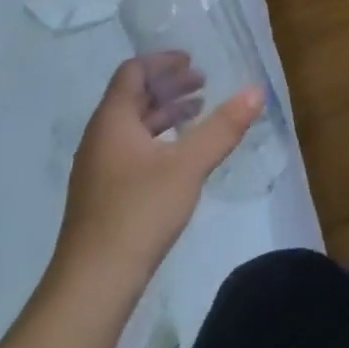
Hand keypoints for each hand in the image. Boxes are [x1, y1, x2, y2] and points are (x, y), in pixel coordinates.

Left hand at [52, 53, 262, 291]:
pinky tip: (180, 157)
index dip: (162, 61)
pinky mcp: (103, 196)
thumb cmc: (138, 213)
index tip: (192, 60)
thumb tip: (257, 91)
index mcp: (113, 121)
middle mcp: (100, 138)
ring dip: (165, 113)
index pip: (132, 72)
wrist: (91, 287)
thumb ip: (223, 127)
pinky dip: (158, 139)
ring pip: (133, 126)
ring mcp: (98, 170)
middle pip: (133, 97)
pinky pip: (132, 149)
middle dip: (169, 86)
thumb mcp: (188, 165)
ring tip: (198, 113)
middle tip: (204, 83)